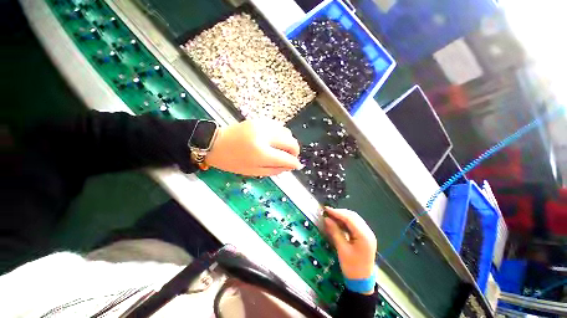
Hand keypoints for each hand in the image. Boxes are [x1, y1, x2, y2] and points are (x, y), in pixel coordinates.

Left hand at [205, 120, 302, 175]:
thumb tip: (290, 166)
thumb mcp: (253, 171)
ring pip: (287, 132)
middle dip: (295, 151)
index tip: (297, 165)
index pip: (286, 158)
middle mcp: (265, 136)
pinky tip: (275, 141)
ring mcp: (263, 126)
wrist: (215, 143)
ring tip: (282, 150)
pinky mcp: (260, 120)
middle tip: (290, 158)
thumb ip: (275, 169)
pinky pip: (279, 126)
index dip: (294, 163)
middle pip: (291, 142)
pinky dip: (281, 135)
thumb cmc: (232, 161)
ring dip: (288, 142)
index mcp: (261, 153)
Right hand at [323, 207, 376, 292]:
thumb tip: (326, 219)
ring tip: (331, 216)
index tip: (326, 209)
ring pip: (354, 219)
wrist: (362, 282)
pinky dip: (345, 221)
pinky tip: (338, 222)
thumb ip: (335, 232)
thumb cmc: (352, 267)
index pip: (350, 218)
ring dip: (342, 216)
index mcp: (364, 236)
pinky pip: (354, 224)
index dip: (337, 212)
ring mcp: (367, 234)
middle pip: (353, 216)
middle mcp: (368, 232)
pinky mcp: (364, 236)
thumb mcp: (342, 249)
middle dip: (340, 213)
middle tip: (327, 212)